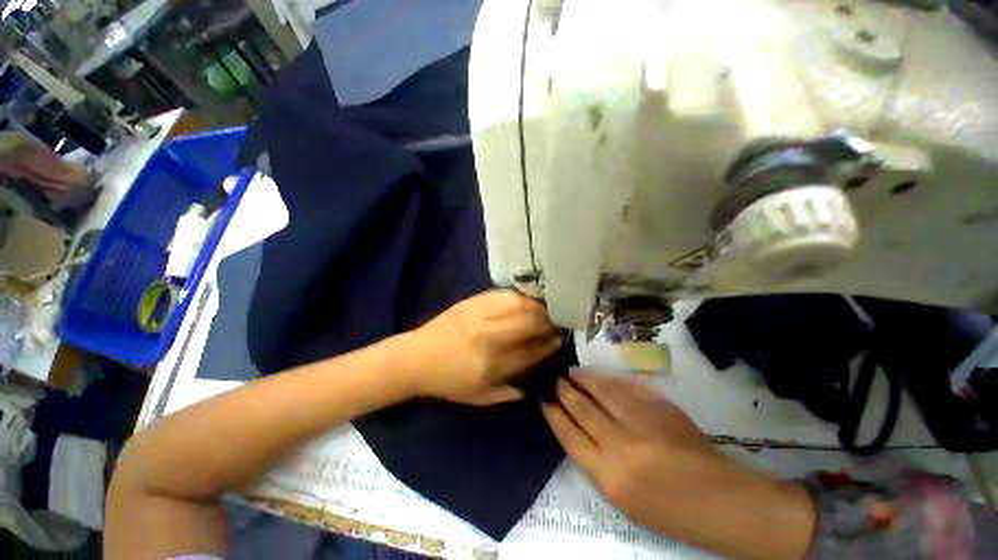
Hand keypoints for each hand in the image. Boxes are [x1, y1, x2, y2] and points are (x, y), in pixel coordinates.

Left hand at [403, 290, 560, 404]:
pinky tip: (527, 301)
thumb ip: (512, 391)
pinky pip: (505, 294)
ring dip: (539, 307)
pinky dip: (521, 297)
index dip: (550, 344)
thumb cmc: (449, 382)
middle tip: (557, 323)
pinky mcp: (473, 301)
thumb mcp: (481, 397)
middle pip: (531, 322)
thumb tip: (539, 379)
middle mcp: (490, 335)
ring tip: (547, 311)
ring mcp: (481, 314)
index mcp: (492, 364)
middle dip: (550, 322)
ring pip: (521, 304)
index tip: (559, 340)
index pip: (533, 350)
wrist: (416, 357)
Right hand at [543, 371, 815, 558]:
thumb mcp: (621, 497)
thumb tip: (577, 427)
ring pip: (604, 392)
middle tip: (555, 379)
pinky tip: (602, 378)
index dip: (554, 415)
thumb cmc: (666, 509)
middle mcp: (621, 445)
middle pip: (583, 410)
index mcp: (609, 475)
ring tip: (572, 372)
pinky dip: (611, 381)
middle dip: (565, 392)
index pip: (570, 436)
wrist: (718, 499)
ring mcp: (642, 422)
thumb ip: (595, 460)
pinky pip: (628, 389)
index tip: (544, 400)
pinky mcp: (660, 409)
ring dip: (585, 380)